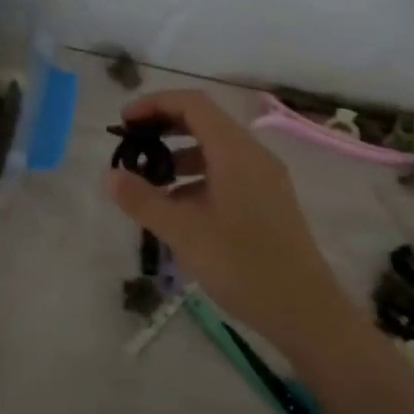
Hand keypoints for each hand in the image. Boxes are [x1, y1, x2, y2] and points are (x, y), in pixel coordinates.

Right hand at [106, 89, 345, 348]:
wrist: (304, 309)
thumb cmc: (242, 264)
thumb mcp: (183, 232)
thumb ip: (143, 200)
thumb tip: (110, 176)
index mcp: (235, 152)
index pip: (192, 104)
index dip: (154, 104)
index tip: (123, 123)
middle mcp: (253, 156)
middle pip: (203, 123)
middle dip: (163, 129)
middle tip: (131, 148)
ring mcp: (264, 179)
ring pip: (214, 152)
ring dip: (177, 158)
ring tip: (147, 185)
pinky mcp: (267, 202)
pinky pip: (225, 175)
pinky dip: (196, 180)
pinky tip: (176, 211)